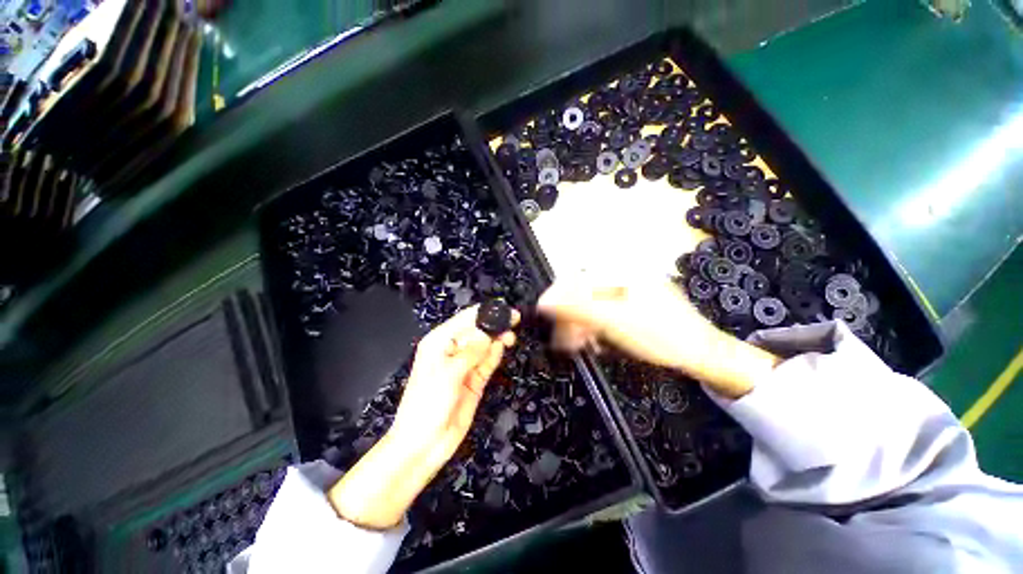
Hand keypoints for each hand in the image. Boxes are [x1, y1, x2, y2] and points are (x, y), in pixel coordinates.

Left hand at [329, 306, 517, 529]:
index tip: (504, 309)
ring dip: (498, 338)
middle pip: (477, 330)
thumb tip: (490, 333)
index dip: (485, 312)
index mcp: (439, 342)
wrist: (424, 445)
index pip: (465, 319)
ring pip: (485, 345)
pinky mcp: (475, 379)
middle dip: (494, 324)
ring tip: (510, 336)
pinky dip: (496, 354)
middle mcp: (452, 350)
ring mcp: (465, 365)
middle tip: (513, 320)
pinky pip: (488, 361)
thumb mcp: (448, 374)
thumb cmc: (427, 405)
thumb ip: (471, 352)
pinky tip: (503, 347)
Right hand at [538, 277, 778, 398]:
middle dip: (570, 317)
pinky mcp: (627, 305)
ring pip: (589, 305)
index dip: (556, 298)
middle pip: (580, 293)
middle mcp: (618, 276)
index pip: (573, 278)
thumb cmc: (660, 335)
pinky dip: (594, 328)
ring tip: (582, 345)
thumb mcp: (613, 321)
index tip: (545, 317)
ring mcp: (624, 291)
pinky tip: (596, 342)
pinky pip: (601, 313)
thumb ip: (576, 307)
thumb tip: (544, 302)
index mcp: (616, 271)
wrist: (699, 352)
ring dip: (580, 325)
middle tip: (566, 341)